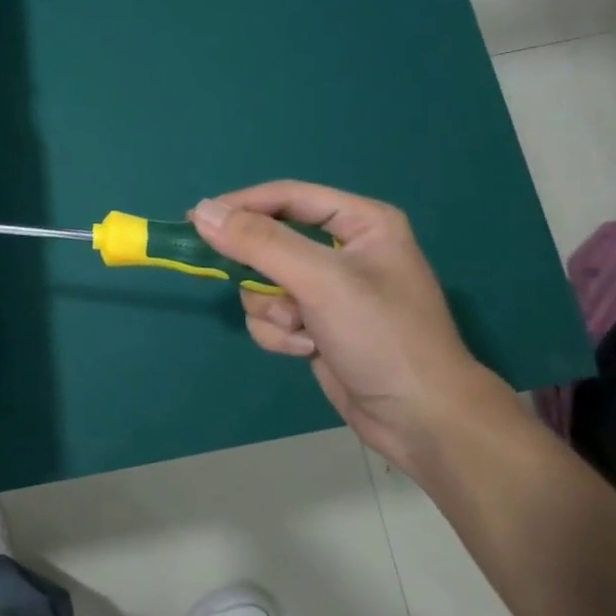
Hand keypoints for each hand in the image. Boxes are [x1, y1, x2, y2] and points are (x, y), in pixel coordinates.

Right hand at [190, 182, 518, 474]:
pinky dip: (280, 334)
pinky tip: (308, 349)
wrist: (420, 419)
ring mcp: (329, 290)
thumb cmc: (381, 336)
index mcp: (361, 222)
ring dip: (273, 310)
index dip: (241, 205)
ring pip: (263, 283)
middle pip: (269, 242)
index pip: (287, 196)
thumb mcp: (320, 281)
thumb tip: (202, 211)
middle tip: (256, 287)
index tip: (195, 220)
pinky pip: (272, 315)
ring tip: (303, 329)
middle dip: (263, 275)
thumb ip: (259, 243)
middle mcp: (344, 249)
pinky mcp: (316, 324)